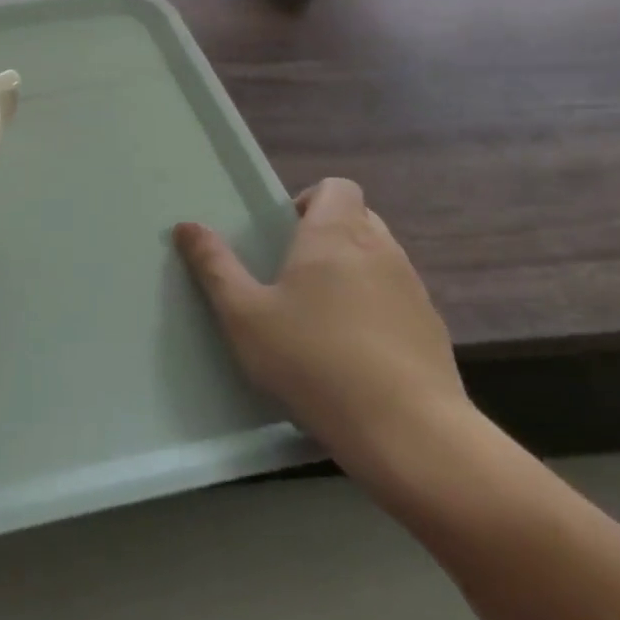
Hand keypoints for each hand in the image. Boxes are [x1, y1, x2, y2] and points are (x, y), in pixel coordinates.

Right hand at [174, 179, 468, 475]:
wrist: (407, 432)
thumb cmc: (312, 359)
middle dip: (327, 233)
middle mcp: (381, 250)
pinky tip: (353, 350)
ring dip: (352, 270)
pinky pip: (398, 298)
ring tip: (319, 313)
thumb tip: (187, 226)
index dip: (309, 199)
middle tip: (291, 271)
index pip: (337, 187)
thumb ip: (214, 266)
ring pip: (380, 258)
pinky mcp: (432, 330)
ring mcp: (414, 290)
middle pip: (359, 218)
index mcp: (334, 235)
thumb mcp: (243, 314)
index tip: (282, 232)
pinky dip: (375, 307)